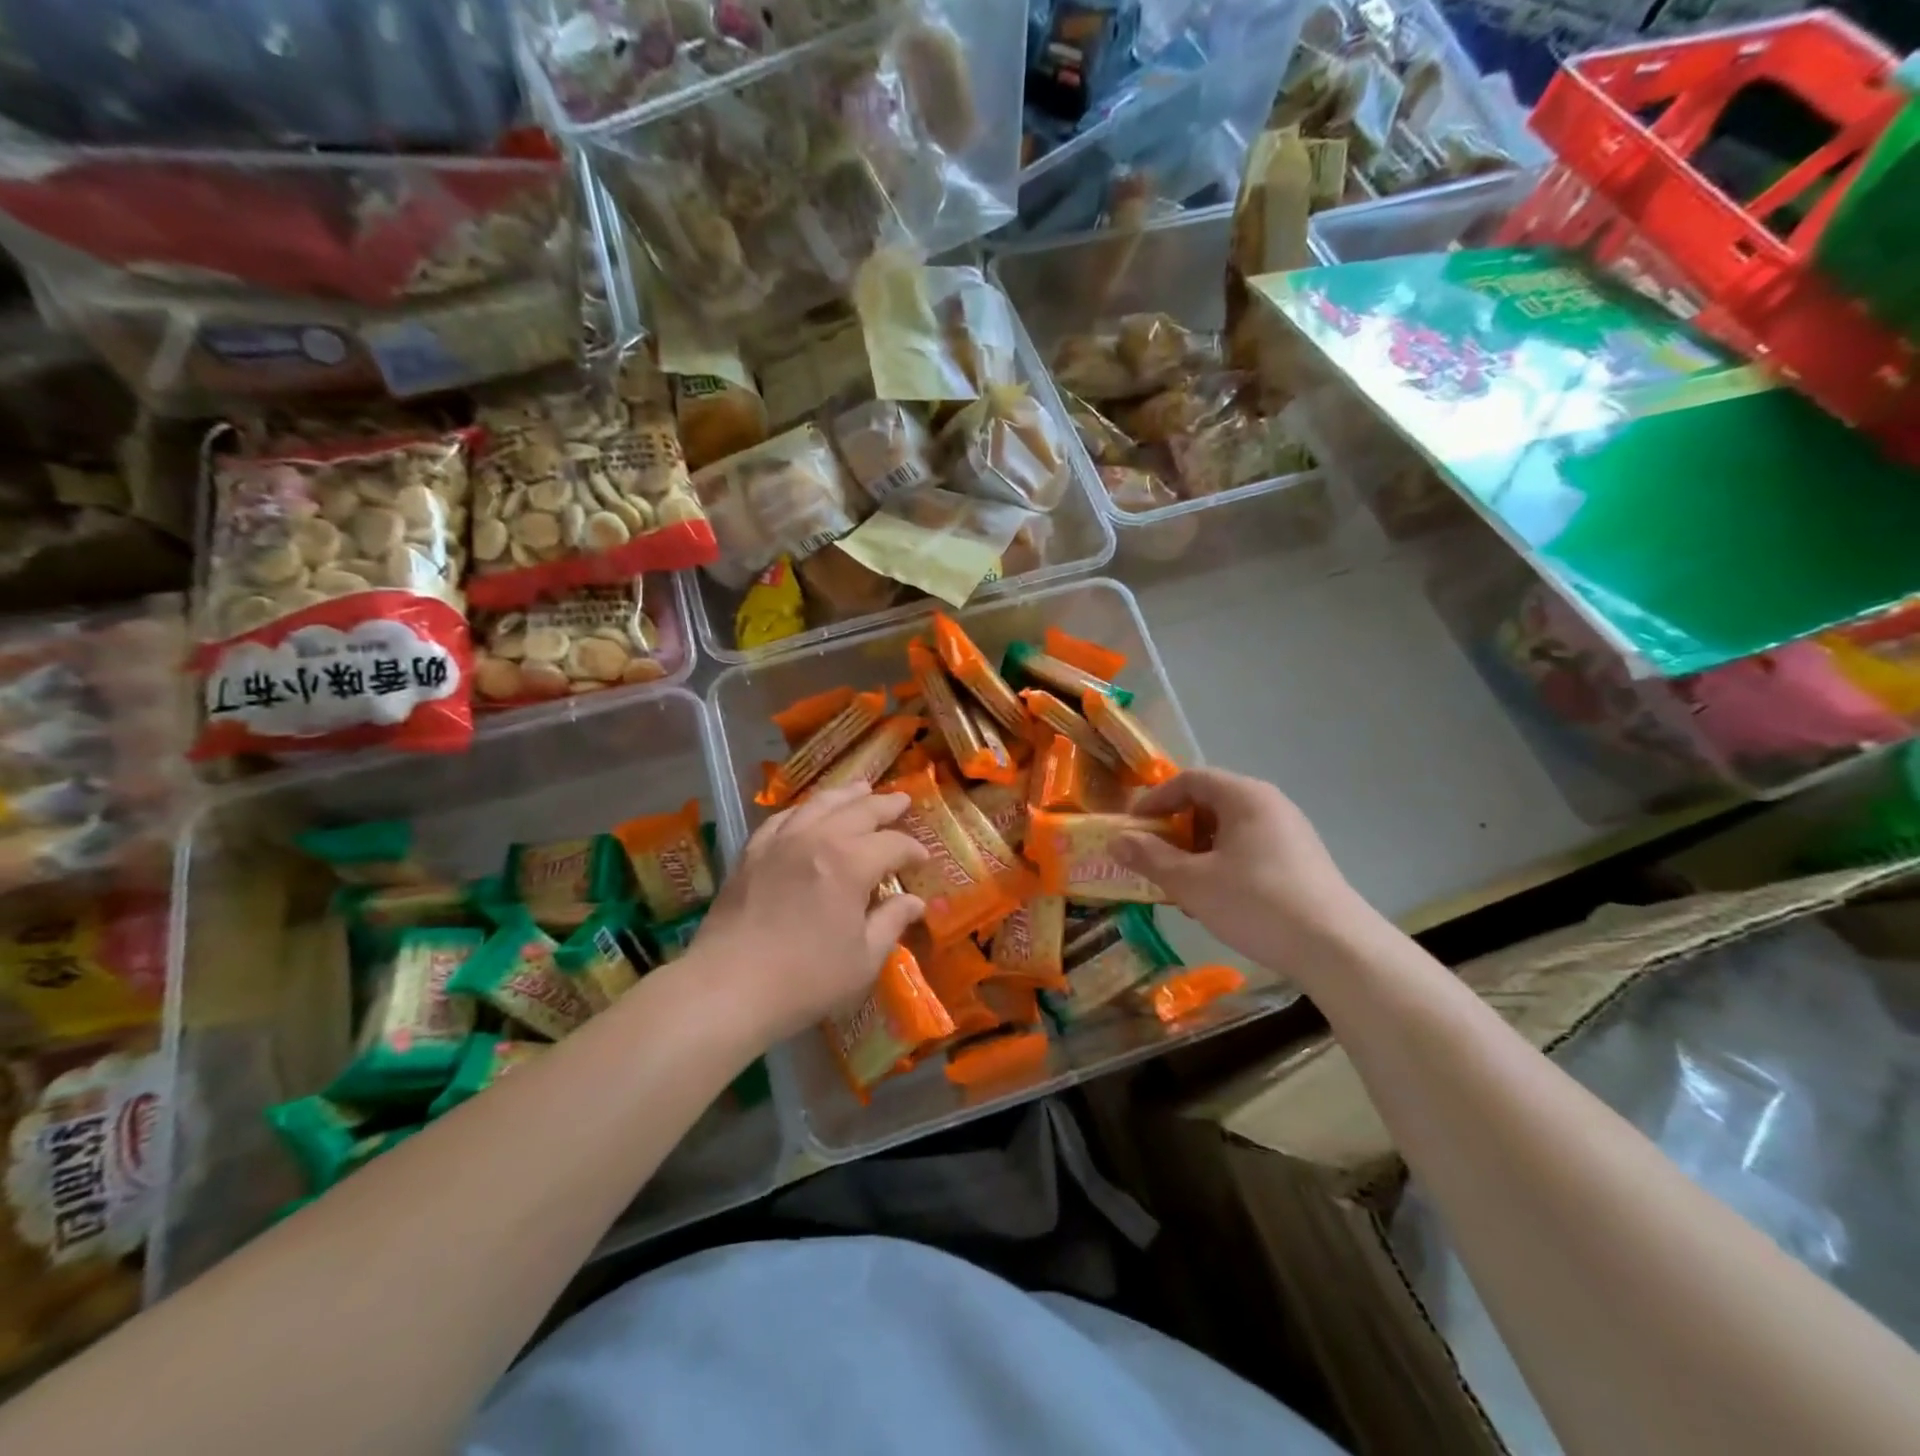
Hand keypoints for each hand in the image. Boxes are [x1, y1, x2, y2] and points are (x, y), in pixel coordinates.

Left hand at [692, 783, 928, 1044]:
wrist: (728, 987)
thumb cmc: (806, 979)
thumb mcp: (863, 959)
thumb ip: (890, 923)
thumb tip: (914, 902)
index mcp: (851, 863)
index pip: (892, 845)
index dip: (912, 850)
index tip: (923, 859)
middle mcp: (817, 840)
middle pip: (858, 811)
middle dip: (885, 806)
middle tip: (902, 800)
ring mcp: (780, 843)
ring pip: (818, 805)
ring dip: (845, 795)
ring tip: (861, 787)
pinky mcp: (751, 854)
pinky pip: (781, 819)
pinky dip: (801, 810)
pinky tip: (806, 812)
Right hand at [1113, 768, 1384, 979]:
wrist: (1336, 949)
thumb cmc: (1255, 903)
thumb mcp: (1192, 882)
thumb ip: (1150, 857)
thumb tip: (1115, 840)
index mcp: (1244, 796)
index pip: (1189, 780)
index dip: (1154, 800)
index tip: (1132, 829)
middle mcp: (1269, 804)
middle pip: (1209, 803)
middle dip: (1174, 830)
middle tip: (1152, 860)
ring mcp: (1290, 833)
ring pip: (1228, 831)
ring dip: (1196, 852)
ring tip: (1181, 887)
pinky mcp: (1301, 862)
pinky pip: (1249, 850)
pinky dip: (1222, 865)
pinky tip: (1216, 901)